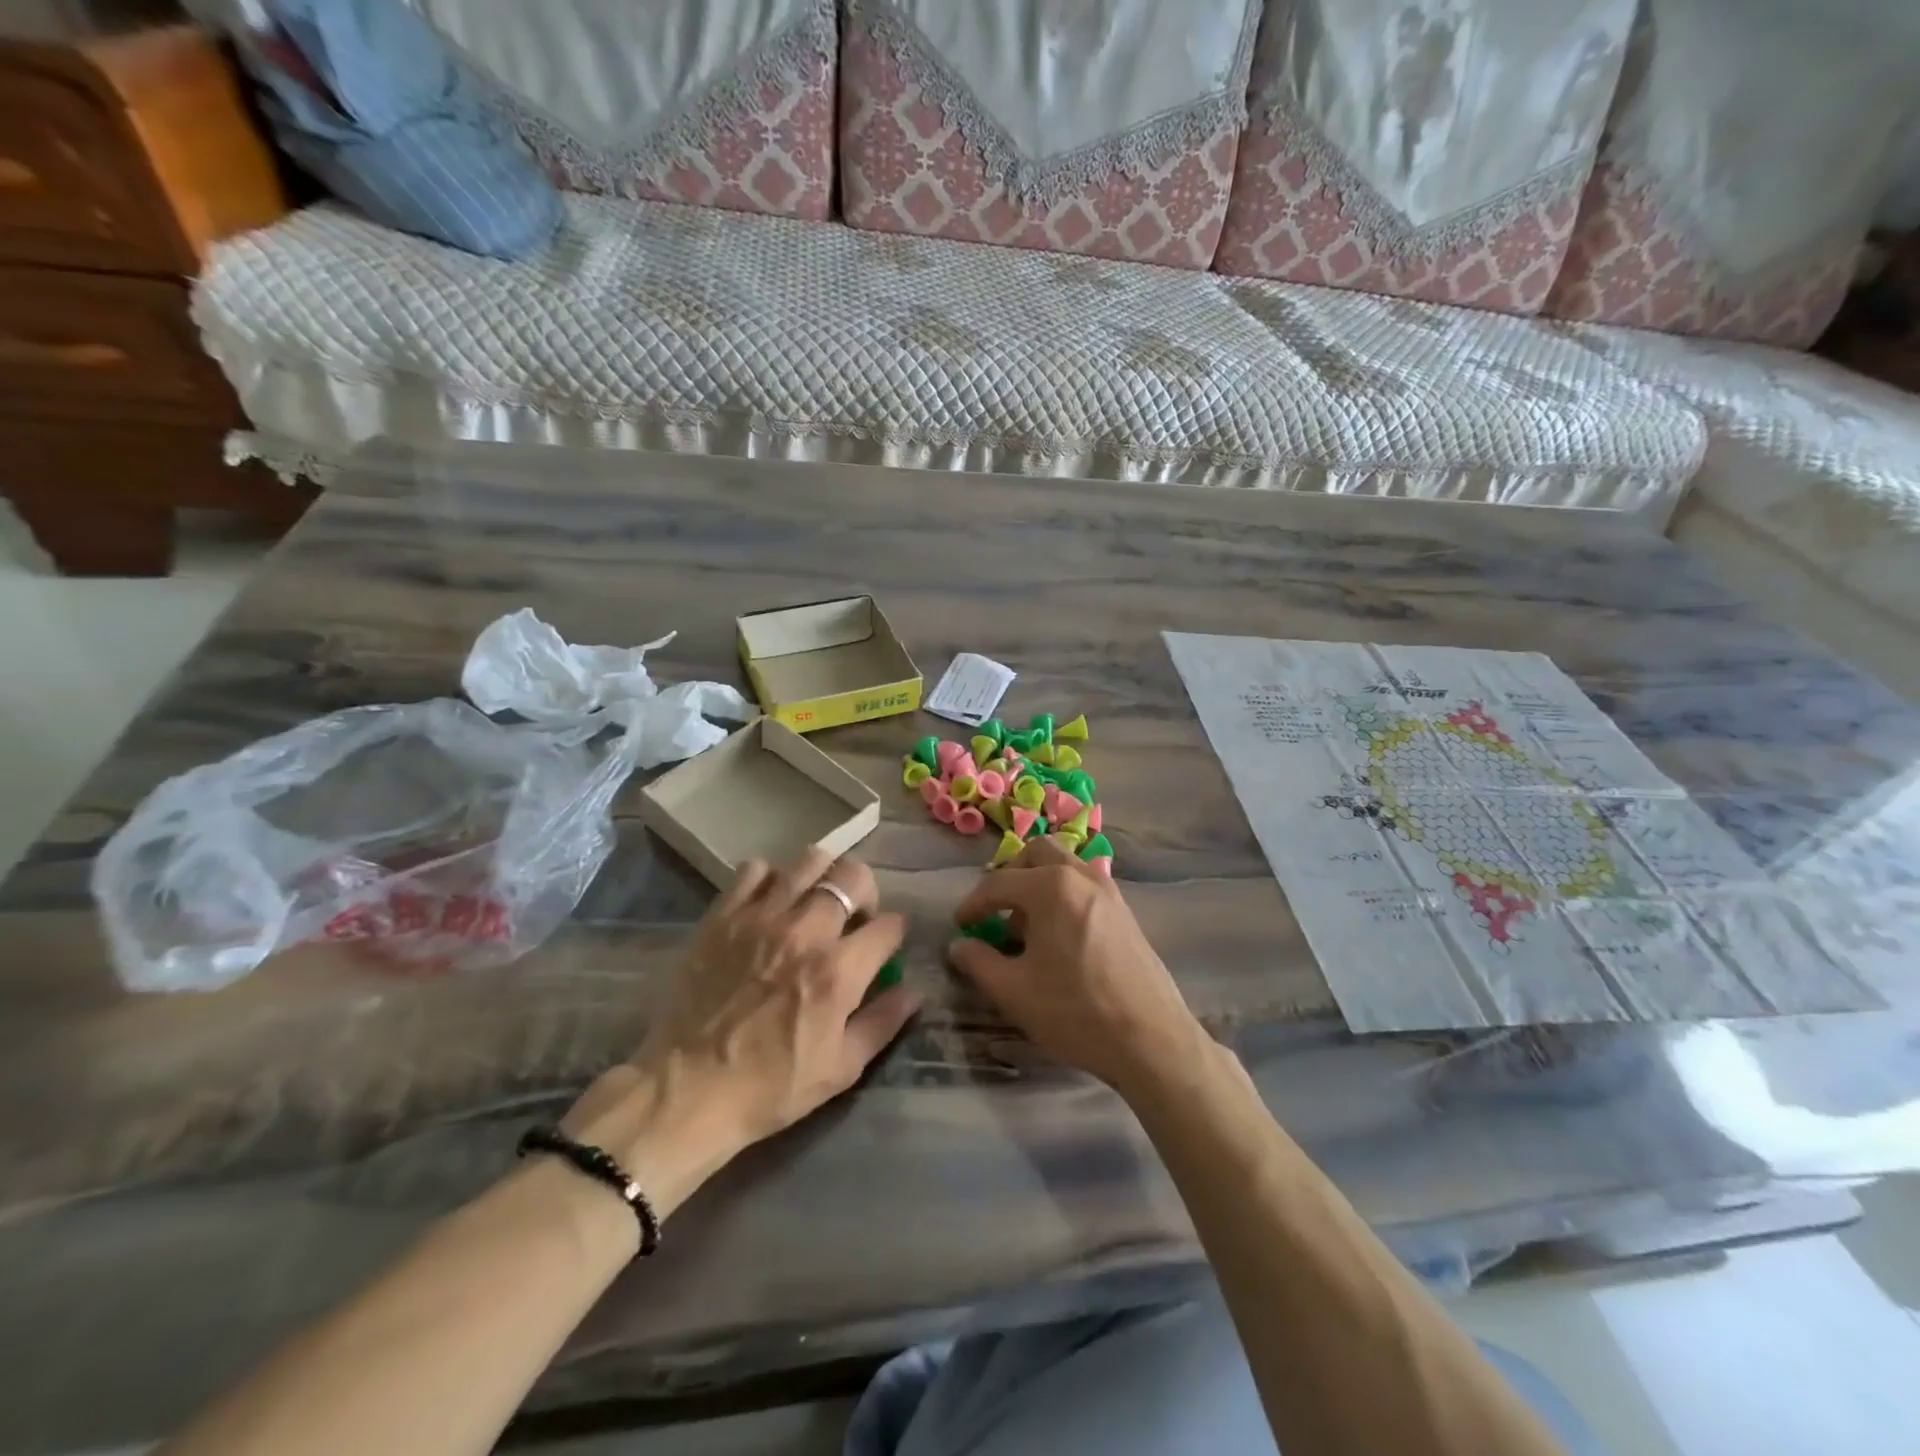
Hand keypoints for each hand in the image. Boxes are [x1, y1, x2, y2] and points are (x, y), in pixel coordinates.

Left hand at [562, 850, 920, 1214]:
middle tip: (853, 917)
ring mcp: (762, 917)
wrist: (686, 1091)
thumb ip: (883, 1022)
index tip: (885, 944)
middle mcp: (806, 931)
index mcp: (839, 970)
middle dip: (865, 892)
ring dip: (823, 876)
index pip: (889, 924)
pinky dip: (770, 879)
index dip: (894, 932)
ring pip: (809, 860)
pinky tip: (769, 904)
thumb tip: (914, 989)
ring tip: (814, 901)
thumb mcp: (841, 1068)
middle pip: (854, 876)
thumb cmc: (770, 1087)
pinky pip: (754, 870)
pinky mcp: (724, 915)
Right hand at [946, 838, 1207, 1092]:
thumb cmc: (1075, 1011)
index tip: (961, 925)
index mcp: (1051, 887)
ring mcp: (1109, 891)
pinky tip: (1059, 937)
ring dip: (1039, 883)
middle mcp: (1081, 876)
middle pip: (1037, 854)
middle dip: (1011, 876)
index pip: (999, 883)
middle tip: (996, 910)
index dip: (973, 904)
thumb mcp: (1014, 991)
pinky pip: (1085, 886)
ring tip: (1027, 926)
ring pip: (1065, 866)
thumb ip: (979, 962)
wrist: (1151, 1040)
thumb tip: (959, 946)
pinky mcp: (1125, 912)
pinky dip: (1063, 895)